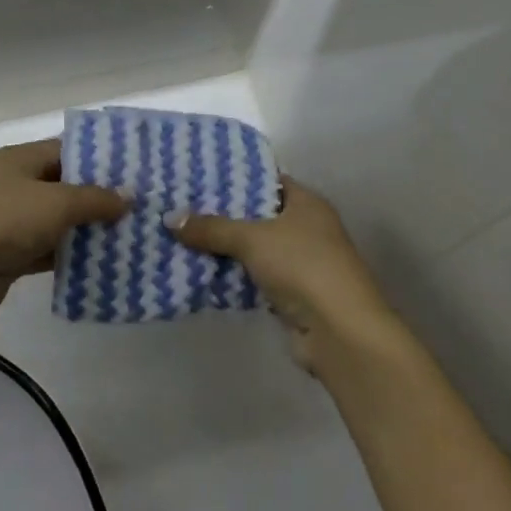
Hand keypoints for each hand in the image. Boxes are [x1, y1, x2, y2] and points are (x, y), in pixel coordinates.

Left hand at [0, 139, 125, 332]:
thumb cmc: (4, 221)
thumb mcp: (56, 202)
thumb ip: (95, 198)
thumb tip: (129, 196)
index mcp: (19, 159)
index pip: (65, 150)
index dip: (99, 159)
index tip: (134, 170)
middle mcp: (14, 184)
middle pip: (63, 185)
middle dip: (99, 196)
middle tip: (139, 205)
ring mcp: (10, 221)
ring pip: (58, 220)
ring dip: (87, 228)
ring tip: (130, 233)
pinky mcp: (10, 254)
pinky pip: (48, 249)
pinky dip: (71, 254)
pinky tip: (103, 262)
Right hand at [174, 180, 399, 373]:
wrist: (341, 333)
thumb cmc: (303, 266)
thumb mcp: (253, 239)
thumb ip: (213, 228)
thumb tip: (170, 218)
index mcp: (307, 203)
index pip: (268, 180)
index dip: (237, 177)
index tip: (201, 177)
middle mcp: (307, 228)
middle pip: (258, 215)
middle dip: (223, 215)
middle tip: (184, 207)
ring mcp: (301, 263)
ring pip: (255, 249)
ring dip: (226, 248)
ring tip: (183, 237)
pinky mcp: (293, 295)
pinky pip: (255, 277)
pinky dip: (234, 276)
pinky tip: (201, 272)